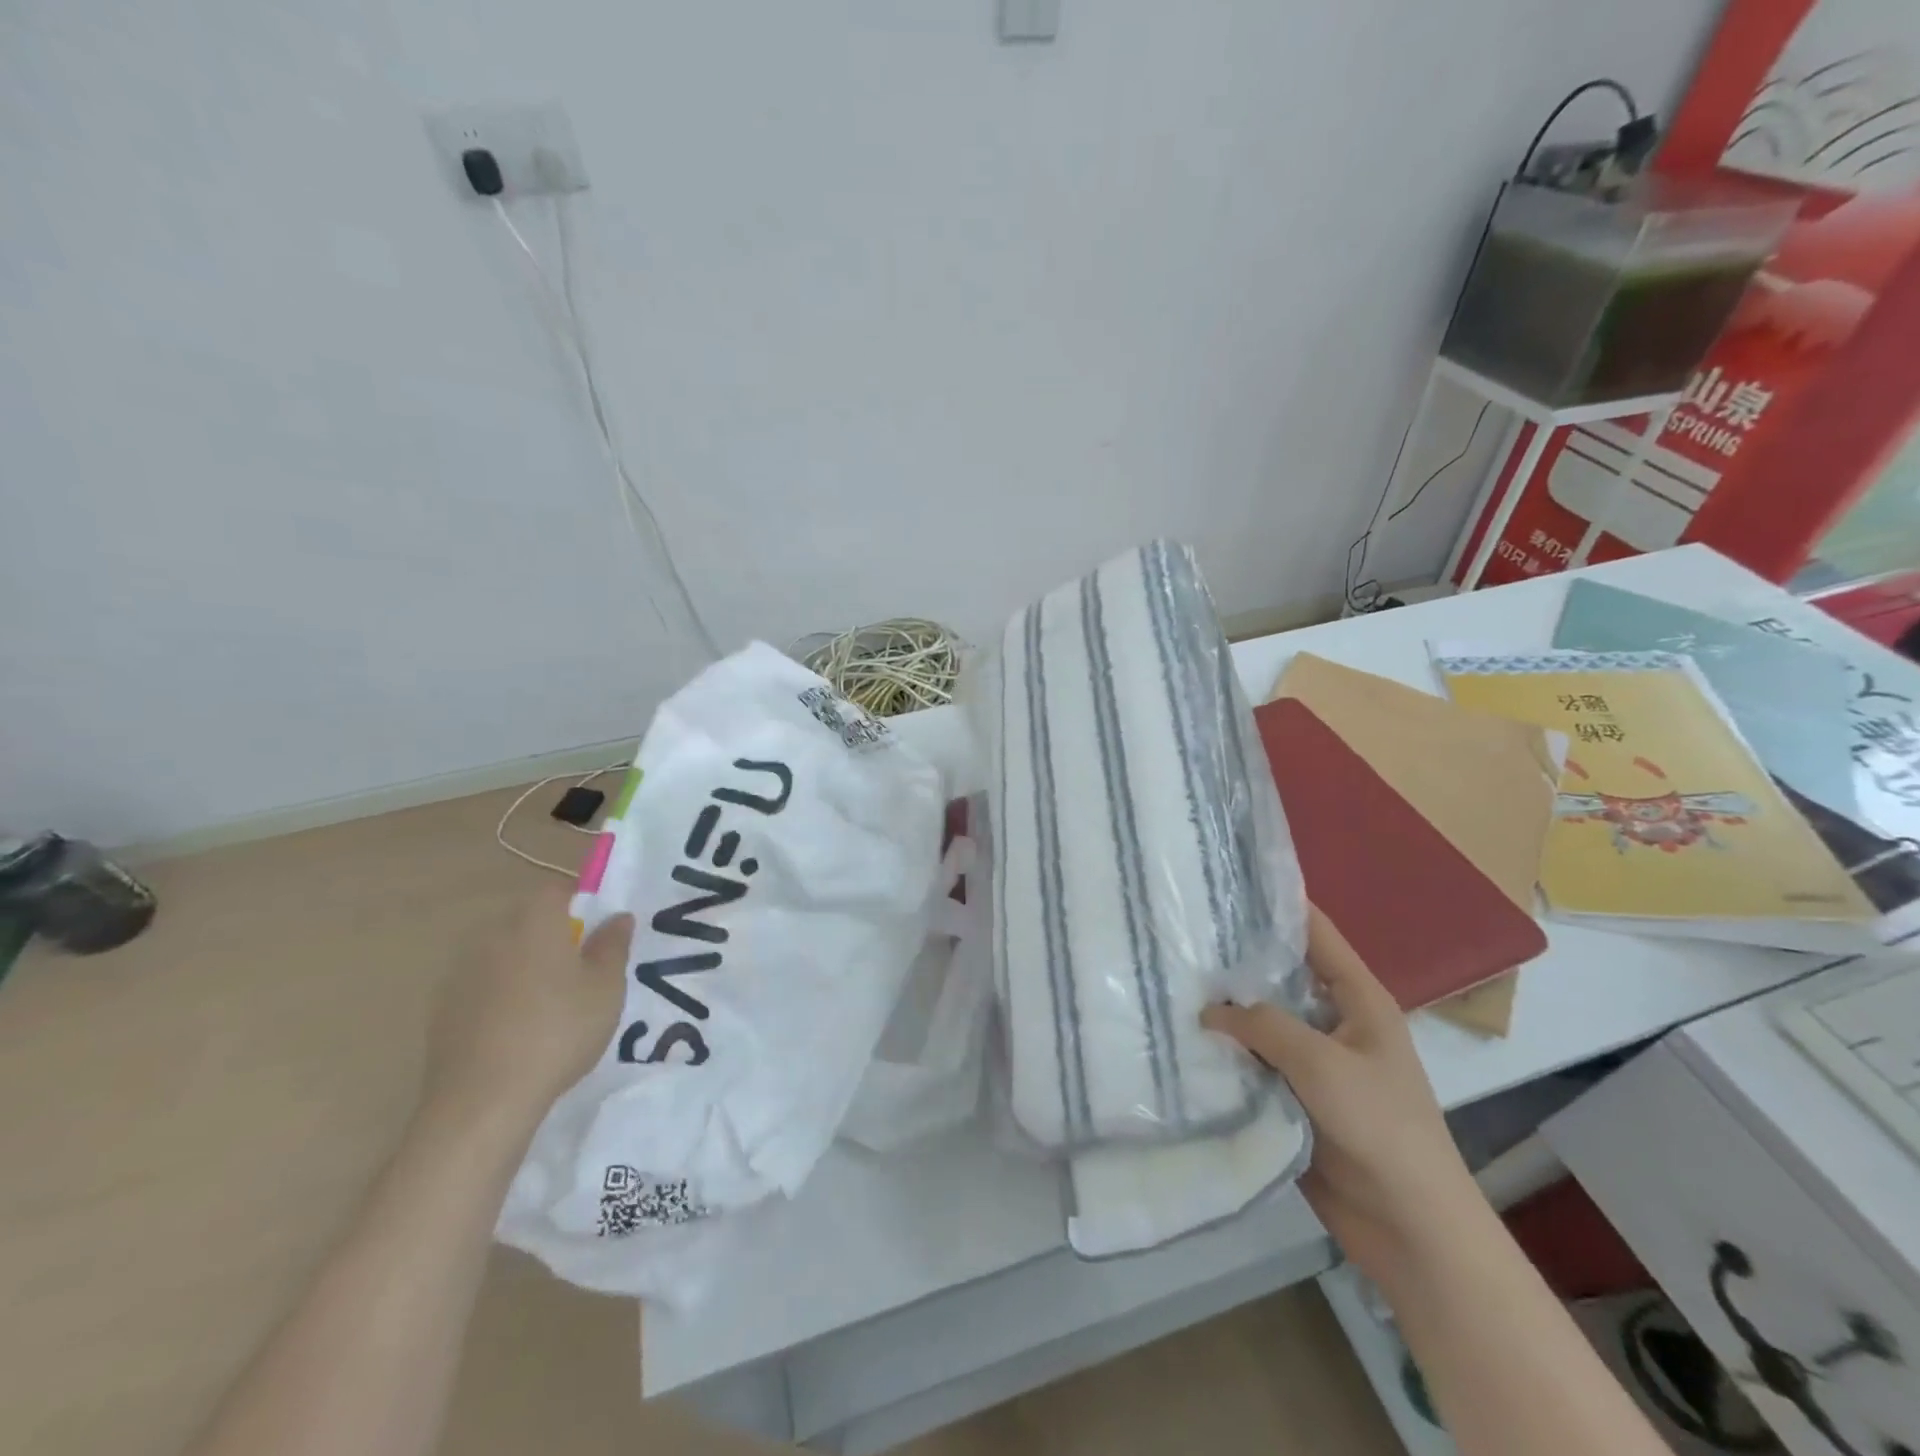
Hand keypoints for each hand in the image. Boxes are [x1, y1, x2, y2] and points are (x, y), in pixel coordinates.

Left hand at [424, 885, 633, 1133]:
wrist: (482, 1101)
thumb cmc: (558, 1031)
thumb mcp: (606, 988)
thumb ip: (612, 946)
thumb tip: (618, 917)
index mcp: (534, 922)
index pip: (557, 889)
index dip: (581, 899)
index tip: (600, 925)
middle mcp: (492, 936)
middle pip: (527, 919)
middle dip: (554, 932)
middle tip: (583, 964)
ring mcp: (461, 973)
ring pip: (503, 953)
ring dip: (526, 964)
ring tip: (553, 999)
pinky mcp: (443, 1009)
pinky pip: (482, 985)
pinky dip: (502, 994)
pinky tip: (519, 1027)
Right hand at [1202, 907, 1480, 1289]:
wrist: (1409, 1225)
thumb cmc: (1379, 1127)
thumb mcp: (1322, 1062)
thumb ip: (1263, 1025)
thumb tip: (1209, 1010)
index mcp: (1357, 999)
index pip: (1315, 933)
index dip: (1277, 904)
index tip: (1226, 881)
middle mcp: (1333, 1021)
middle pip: (1280, 975)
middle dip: (1236, 958)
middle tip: (1181, 932)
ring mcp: (1313, 1061)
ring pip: (1261, 1021)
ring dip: (1225, 1009)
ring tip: (1169, 979)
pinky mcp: (1294, 1096)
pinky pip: (1254, 1063)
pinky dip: (1226, 1052)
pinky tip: (1183, 1038)